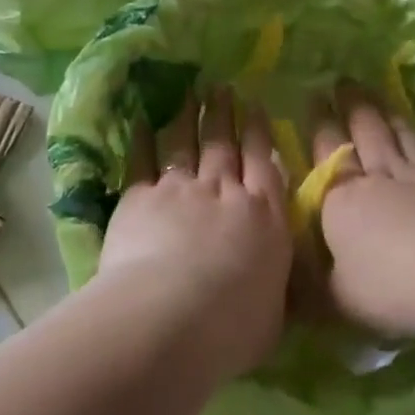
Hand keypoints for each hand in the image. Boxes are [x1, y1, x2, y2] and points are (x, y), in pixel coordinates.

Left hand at [98, 88, 292, 377]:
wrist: (175, 316)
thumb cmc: (234, 327)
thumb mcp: (273, 311)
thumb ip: (271, 284)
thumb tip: (271, 280)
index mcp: (265, 217)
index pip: (265, 164)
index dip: (259, 132)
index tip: (255, 105)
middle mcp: (226, 193)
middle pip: (225, 145)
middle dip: (225, 114)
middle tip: (221, 87)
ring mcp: (182, 190)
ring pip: (187, 144)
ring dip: (189, 116)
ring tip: (190, 92)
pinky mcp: (141, 197)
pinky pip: (143, 161)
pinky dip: (143, 139)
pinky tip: (143, 120)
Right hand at [312, 83, 414, 340]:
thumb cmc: (393, 287)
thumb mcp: (339, 299)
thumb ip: (312, 288)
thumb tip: (287, 285)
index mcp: (342, 198)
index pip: (324, 151)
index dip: (318, 123)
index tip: (313, 96)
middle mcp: (378, 177)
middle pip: (363, 131)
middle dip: (350, 104)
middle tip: (342, 80)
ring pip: (398, 135)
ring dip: (385, 112)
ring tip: (377, 95)